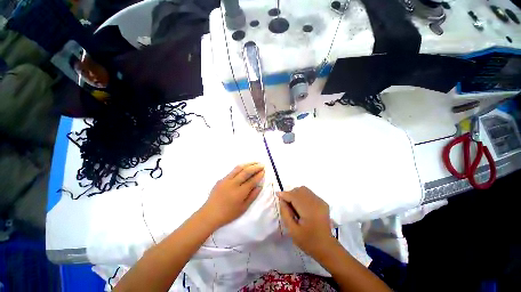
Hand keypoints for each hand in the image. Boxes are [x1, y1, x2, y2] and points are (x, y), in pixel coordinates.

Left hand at [202, 162, 264, 228]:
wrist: (210, 214)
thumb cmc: (228, 214)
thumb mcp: (243, 208)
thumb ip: (252, 196)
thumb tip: (259, 186)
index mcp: (240, 192)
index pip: (252, 180)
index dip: (259, 175)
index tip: (264, 171)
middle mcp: (233, 183)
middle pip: (246, 171)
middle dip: (255, 167)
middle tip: (262, 164)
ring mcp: (226, 180)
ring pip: (239, 168)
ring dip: (248, 164)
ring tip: (255, 162)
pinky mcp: (221, 179)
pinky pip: (232, 171)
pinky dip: (240, 167)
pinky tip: (244, 167)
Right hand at [278, 186, 335, 257]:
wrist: (327, 248)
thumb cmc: (308, 241)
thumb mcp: (292, 230)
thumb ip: (285, 213)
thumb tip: (282, 200)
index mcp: (309, 211)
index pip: (294, 196)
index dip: (285, 194)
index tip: (277, 195)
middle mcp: (316, 202)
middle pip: (300, 190)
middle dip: (290, 194)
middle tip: (286, 204)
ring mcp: (321, 202)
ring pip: (304, 190)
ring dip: (296, 194)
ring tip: (293, 205)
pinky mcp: (323, 203)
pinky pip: (309, 193)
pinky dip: (302, 196)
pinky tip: (301, 207)